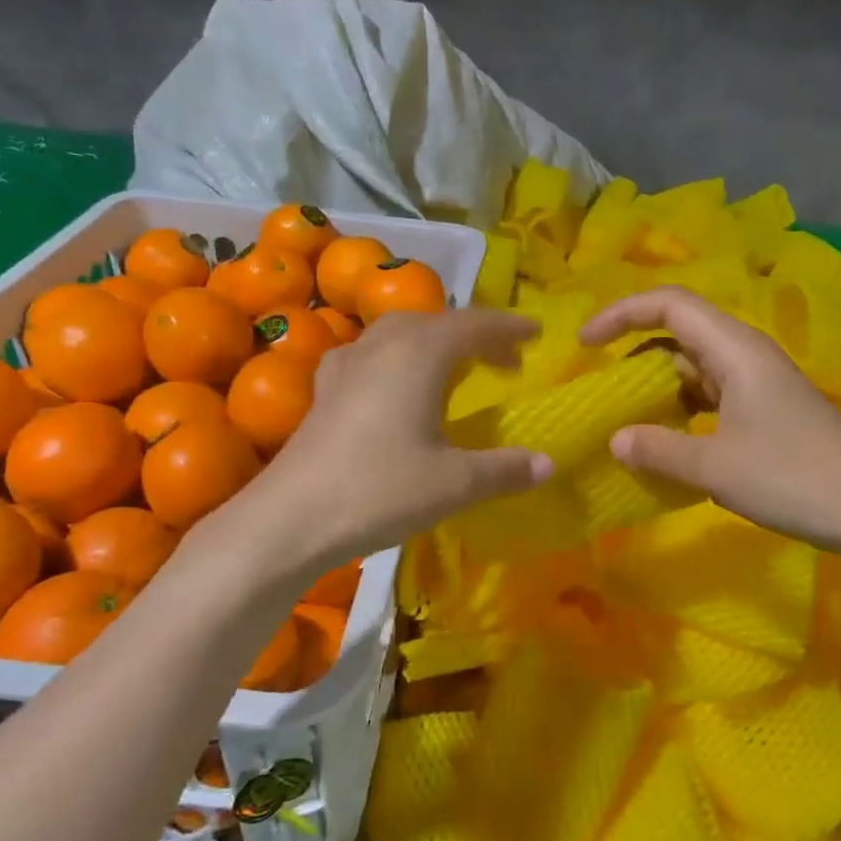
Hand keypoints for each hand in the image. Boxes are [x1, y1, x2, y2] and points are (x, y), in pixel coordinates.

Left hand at [258, 310, 554, 564]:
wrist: (291, 518)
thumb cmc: (380, 489)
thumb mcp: (454, 483)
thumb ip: (505, 469)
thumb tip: (548, 463)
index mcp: (420, 353)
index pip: (474, 325)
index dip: (508, 328)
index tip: (536, 335)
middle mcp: (383, 346)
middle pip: (435, 322)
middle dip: (473, 334)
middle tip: (502, 359)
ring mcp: (347, 364)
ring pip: (398, 332)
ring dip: (432, 340)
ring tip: (453, 365)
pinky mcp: (324, 389)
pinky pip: (368, 354)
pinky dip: (394, 357)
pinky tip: (390, 381)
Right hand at [579, 287, 840, 554]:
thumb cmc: (795, 479)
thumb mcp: (716, 468)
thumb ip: (659, 450)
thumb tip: (615, 439)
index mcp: (735, 349)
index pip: (669, 304)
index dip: (621, 314)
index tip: (585, 344)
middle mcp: (745, 353)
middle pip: (679, 329)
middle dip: (632, 349)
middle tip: (599, 384)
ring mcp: (757, 381)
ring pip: (693, 364)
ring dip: (656, 383)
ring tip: (623, 414)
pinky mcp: (764, 408)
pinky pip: (709, 392)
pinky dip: (679, 406)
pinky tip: (666, 437)